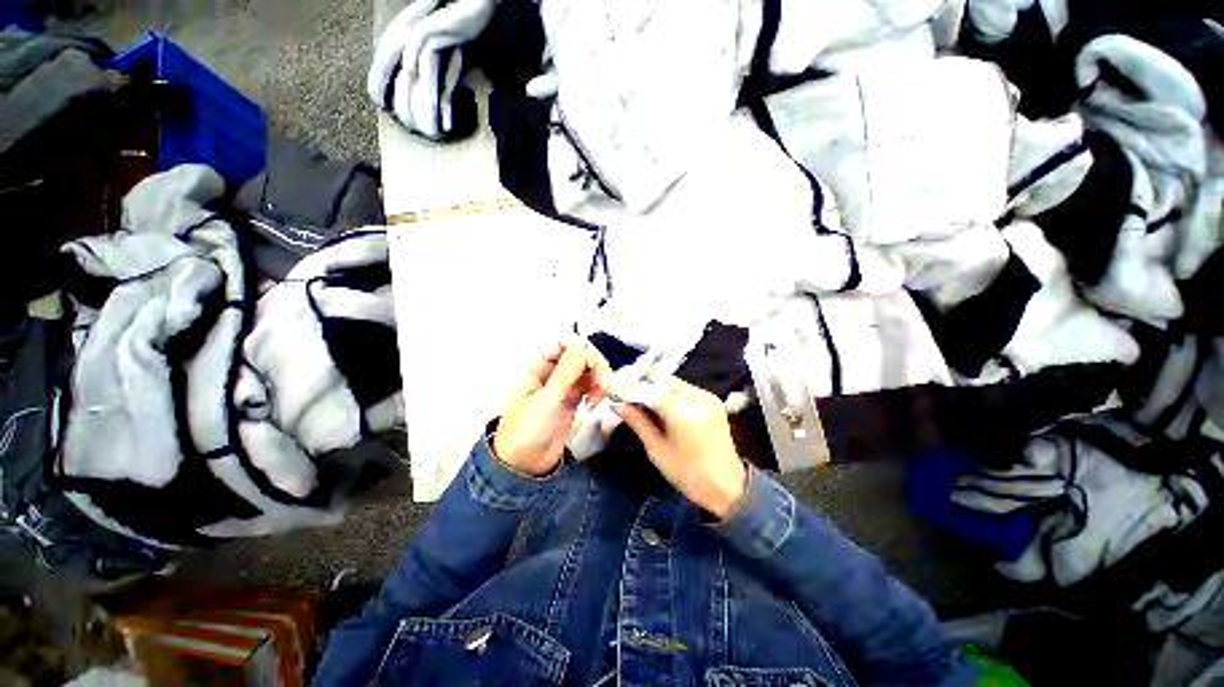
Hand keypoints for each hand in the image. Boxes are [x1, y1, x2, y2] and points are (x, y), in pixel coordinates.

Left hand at [493, 342, 611, 475]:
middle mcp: (553, 375)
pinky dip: (598, 389)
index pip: (561, 346)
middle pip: (579, 357)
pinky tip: (597, 401)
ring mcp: (564, 388)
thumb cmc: (527, 430)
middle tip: (603, 383)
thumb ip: (565, 373)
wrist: (525, 466)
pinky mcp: (574, 401)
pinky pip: (590, 387)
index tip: (592, 361)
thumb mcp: (546, 401)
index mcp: (538, 369)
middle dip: (593, 365)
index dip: (578, 348)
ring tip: (602, 395)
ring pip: (587, 371)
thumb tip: (583, 347)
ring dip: (599, 378)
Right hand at [619, 377, 747, 518]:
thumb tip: (621, 405)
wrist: (729, 486)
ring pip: (672, 381)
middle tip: (626, 394)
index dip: (628, 386)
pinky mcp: (712, 399)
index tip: (612, 387)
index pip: (648, 388)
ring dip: (654, 386)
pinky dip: (668, 391)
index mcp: (681, 411)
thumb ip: (639, 423)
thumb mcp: (657, 451)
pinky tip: (661, 404)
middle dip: (641, 383)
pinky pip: (684, 388)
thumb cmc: (689, 474)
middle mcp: (695, 396)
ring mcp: (706, 395)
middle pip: (661, 378)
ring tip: (640, 399)